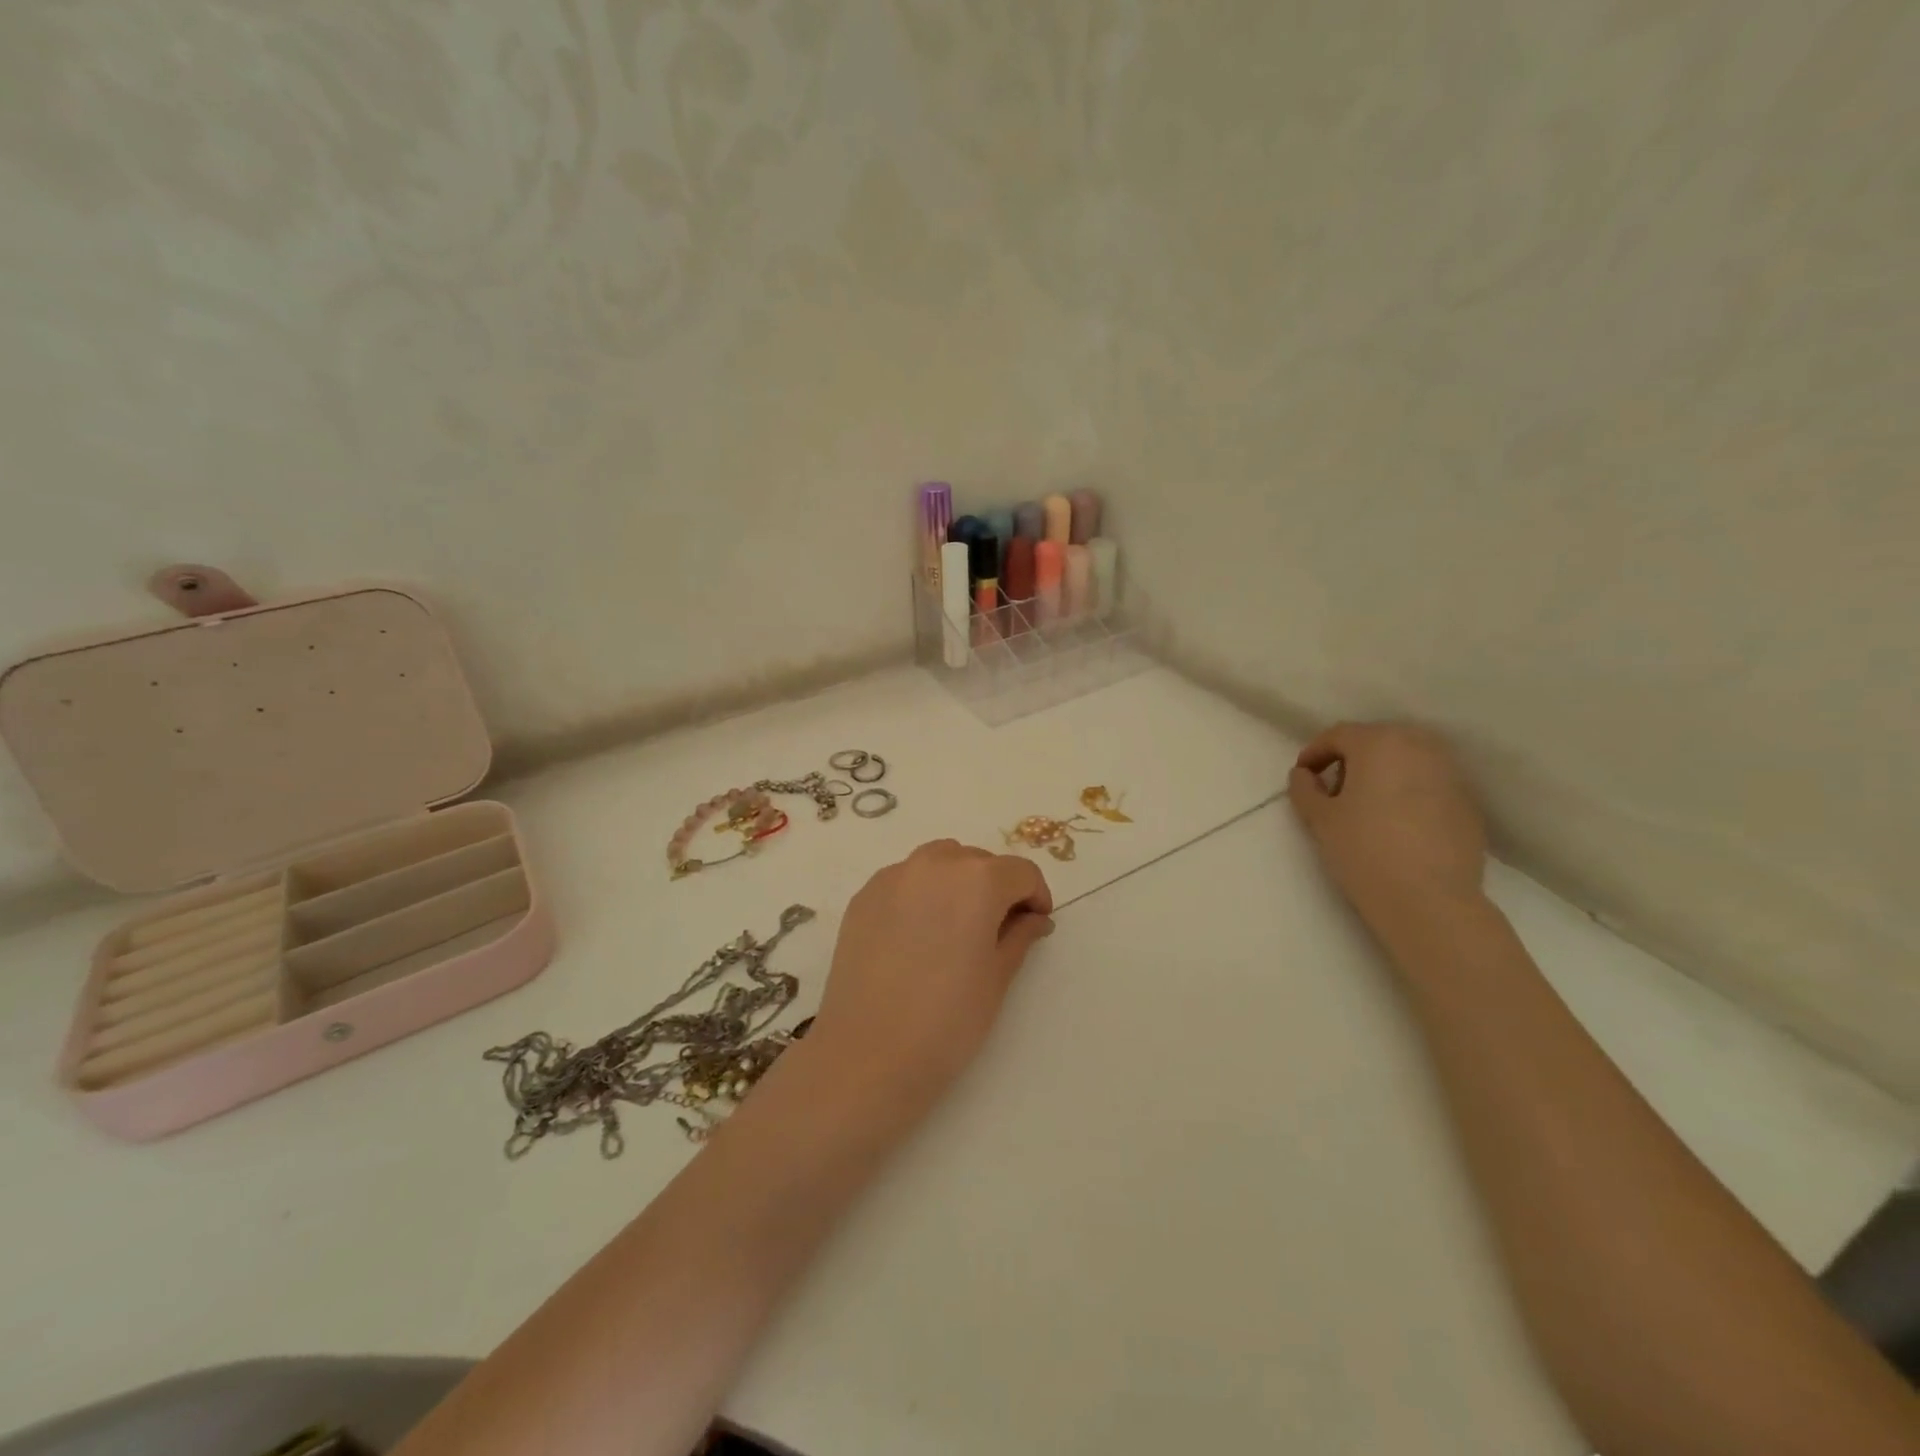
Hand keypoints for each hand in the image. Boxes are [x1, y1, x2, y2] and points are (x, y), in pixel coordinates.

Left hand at [809, 840, 1053, 1108]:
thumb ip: (1020, 936)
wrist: (867, 1054)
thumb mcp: (997, 978)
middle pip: (978, 861)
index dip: (1035, 896)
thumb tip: (1034, 918)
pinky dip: (921, 894)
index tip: (1034, 925)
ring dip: (957, 882)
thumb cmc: (947, 1020)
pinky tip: (917, 936)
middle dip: (996, 888)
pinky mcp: (864, 896)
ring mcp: (893, 877)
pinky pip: (905, 880)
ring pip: (939, 862)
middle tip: (997, 931)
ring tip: (955, 927)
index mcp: (977, 879)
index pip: (1021, 871)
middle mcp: (935, 864)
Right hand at [1287, 723, 1487, 929]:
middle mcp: (1419, 747)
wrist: (1429, 898)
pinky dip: (1409, 792)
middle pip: (1377, 741)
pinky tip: (1398, 824)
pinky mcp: (1468, 802)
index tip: (1302, 775)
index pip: (1339, 735)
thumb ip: (1305, 788)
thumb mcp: (1319, 818)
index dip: (1315, 752)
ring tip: (1367, 806)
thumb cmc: (1363, 849)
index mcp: (1379, 743)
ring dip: (1383, 774)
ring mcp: (1450, 773)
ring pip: (1407, 760)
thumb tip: (1305, 775)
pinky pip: (1429, 784)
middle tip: (1334, 789)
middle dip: (1352, 759)